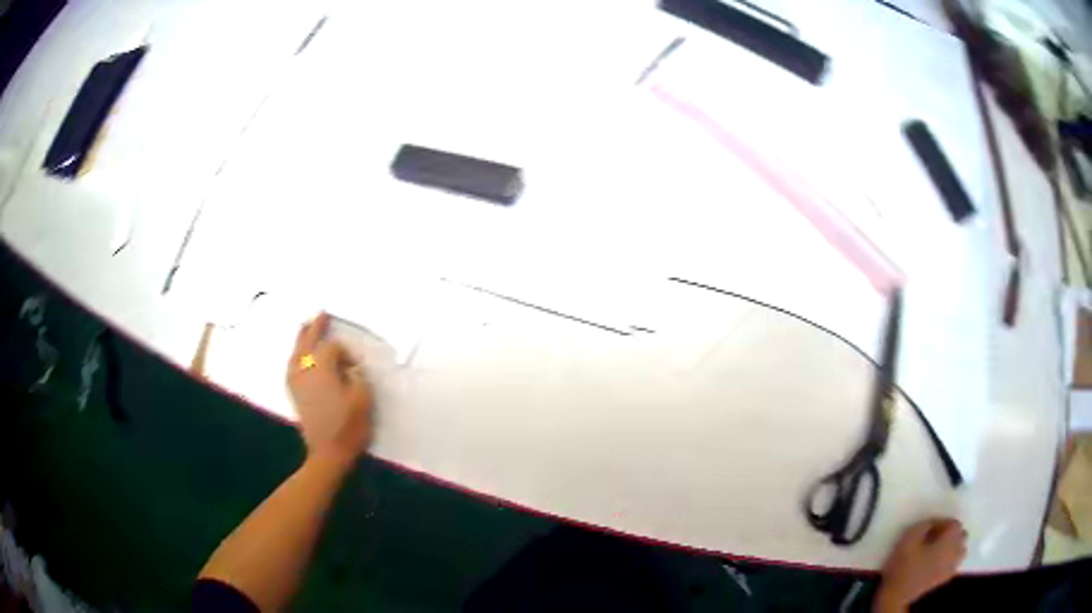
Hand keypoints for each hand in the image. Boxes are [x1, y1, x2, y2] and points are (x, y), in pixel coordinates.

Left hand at [287, 313, 374, 461]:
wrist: (328, 454)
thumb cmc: (348, 426)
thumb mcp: (363, 399)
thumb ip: (358, 376)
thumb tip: (351, 368)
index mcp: (322, 369)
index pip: (332, 348)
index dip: (345, 352)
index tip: (356, 366)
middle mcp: (305, 371)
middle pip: (307, 343)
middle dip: (315, 328)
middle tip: (321, 314)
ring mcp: (297, 383)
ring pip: (296, 354)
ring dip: (301, 339)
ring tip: (305, 327)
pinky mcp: (295, 395)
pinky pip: (291, 368)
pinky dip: (294, 357)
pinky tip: (297, 357)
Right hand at [875, 518, 966, 611]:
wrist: (897, 595)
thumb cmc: (904, 565)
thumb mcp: (909, 538)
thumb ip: (924, 524)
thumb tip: (933, 523)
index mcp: (950, 540)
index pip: (954, 523)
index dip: (942, 522)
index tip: (928, 529)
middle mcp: (956, 551)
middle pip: (961, 535)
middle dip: (950, 533)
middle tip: (934, 537)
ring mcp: (952, 567)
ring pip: (960, 549)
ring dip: (952, 546)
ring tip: (937, 549)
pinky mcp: (945, 578)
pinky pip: (954, 562)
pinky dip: (950, 558)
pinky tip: (937, 562)